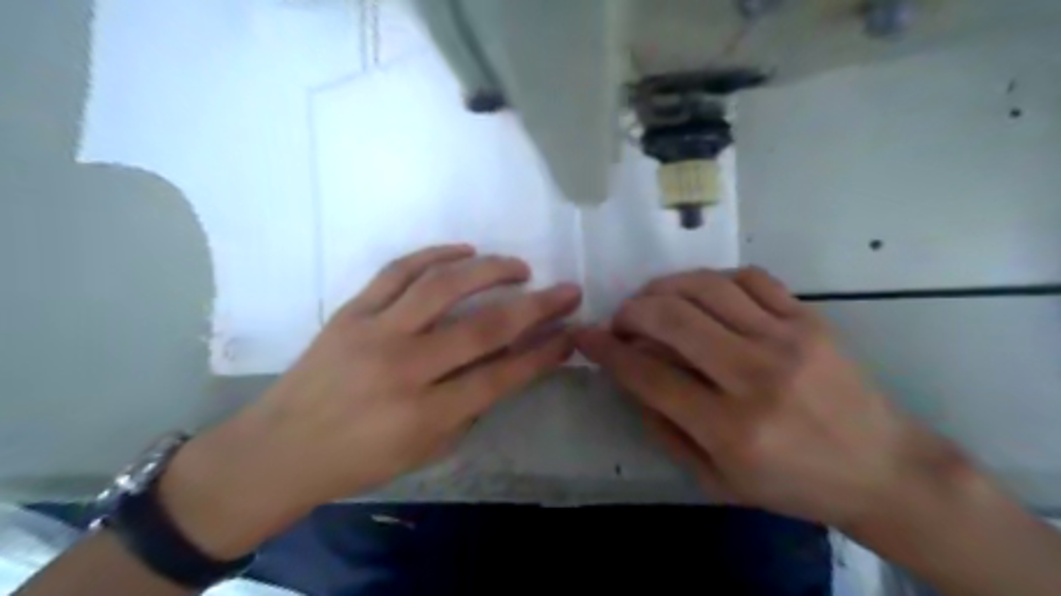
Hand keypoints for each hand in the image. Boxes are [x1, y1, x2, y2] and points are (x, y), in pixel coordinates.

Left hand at [160, 242, 583, 558]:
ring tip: (519, 267)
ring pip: (443, 286)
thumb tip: (507, 367)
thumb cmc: (358, 461)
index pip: (501, 375)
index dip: (542, 352)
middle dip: (536, 306)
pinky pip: (397, 271)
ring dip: (490, 270)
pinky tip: (464, 251)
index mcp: (425, 414)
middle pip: (483, 327)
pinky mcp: (351, 311)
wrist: (278, 450)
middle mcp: (404, 368)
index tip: (570, 332)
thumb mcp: (425, 452)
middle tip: (566, 290)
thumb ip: (469, 409)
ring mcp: (375, 332)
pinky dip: (435, 254)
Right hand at [577, 269, 967, 527]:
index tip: (584, 336)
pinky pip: (748, 277)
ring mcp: (786, 339)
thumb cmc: (792, 483)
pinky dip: (711, 279)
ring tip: (651, 300)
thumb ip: (664, 427)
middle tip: (620, 320)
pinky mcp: (809, 318)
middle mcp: (755, 377)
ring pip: (704, 287)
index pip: (647, 375)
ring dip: (662, 287)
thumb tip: (629, 375)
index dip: (606, 351)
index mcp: (730, 429)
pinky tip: (700, 293)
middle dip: (630, 312)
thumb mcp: (715, 479)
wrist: (881, 468)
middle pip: (671, 320)